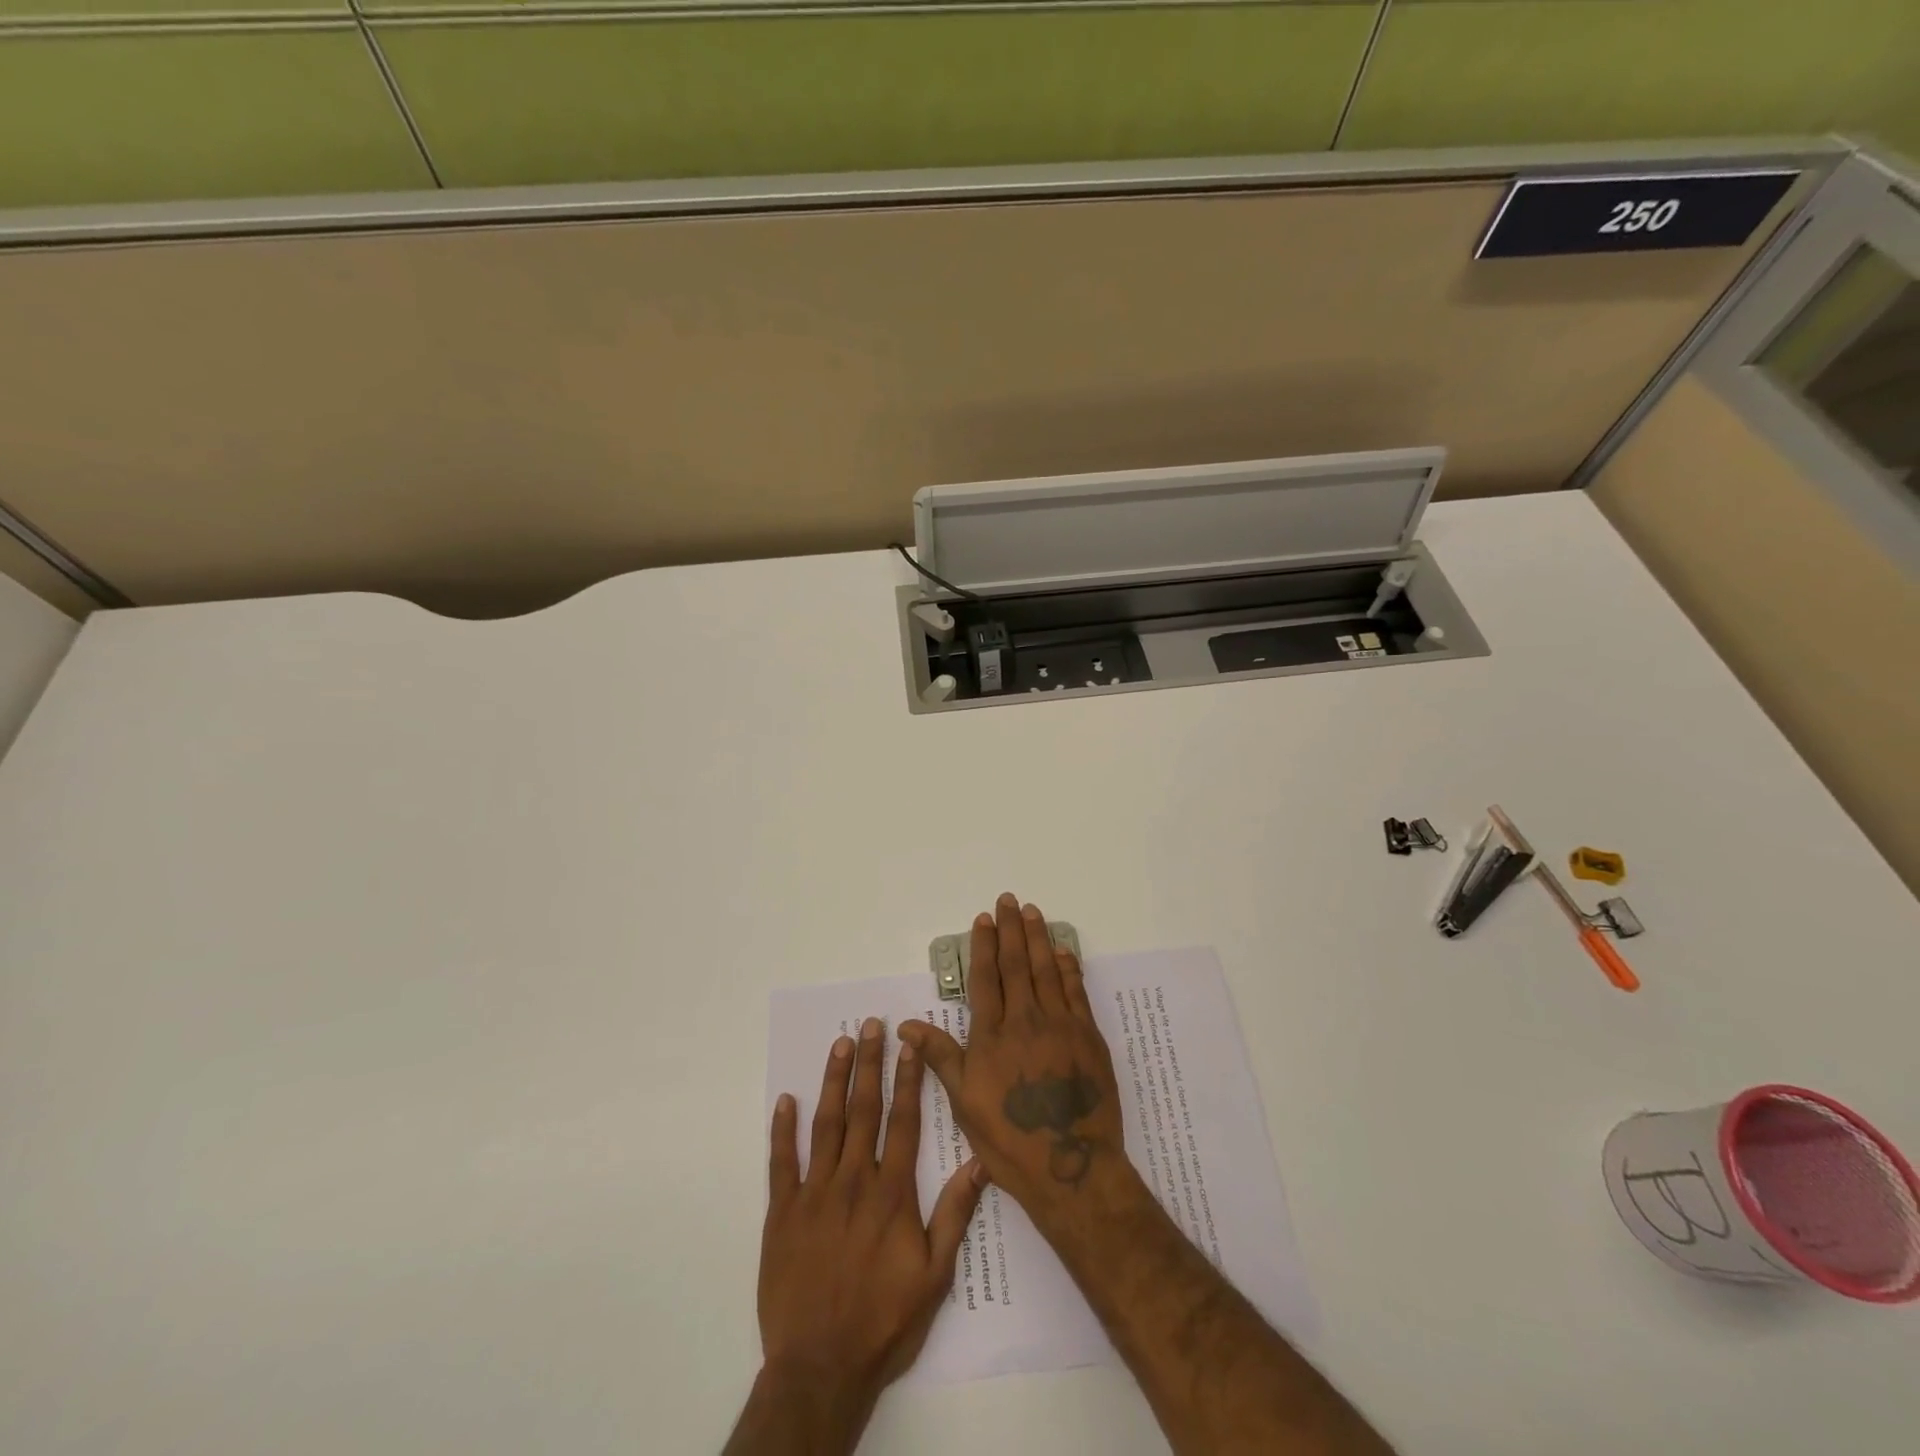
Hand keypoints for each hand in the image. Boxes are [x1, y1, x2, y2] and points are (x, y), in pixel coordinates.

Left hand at [755, 1018, 985, 1423]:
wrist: (820, 1369)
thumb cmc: (883, 1323)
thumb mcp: (934, 1276)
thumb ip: (954, 1214)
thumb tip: (980, 1162)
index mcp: (892, 1193)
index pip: (904, 1121)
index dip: (908, 1079)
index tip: (909, 1044)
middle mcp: (854, 1181)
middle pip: (865, 1110)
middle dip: (870, 1063)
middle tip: (872, 1024)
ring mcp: (814, 1193)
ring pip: (826, 1124)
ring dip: (833, 1081)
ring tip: (840, 1044)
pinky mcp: (782, 1213)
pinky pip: (781, 1162)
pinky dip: (782, 1129)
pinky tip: (786, 1100)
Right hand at [900, 894, 1134, 1238]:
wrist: (1071, 1167)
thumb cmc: (1009, 1140)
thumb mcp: (964, 1102)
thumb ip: (940, 1056)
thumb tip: (905, 1025)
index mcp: (993, 1035)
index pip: (987, 977)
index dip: (984, 945)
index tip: (983, 918)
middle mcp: (1026, 1020)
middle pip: (1016, 964)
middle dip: (1011, 929)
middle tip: (1008, 900)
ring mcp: (1061, 1025)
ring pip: (1046, 970)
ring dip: (1038, 938)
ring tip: (1032, 912)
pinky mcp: (1088, 1036)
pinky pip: (1076, 991)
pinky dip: (1069, 967)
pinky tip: (1062, 951)